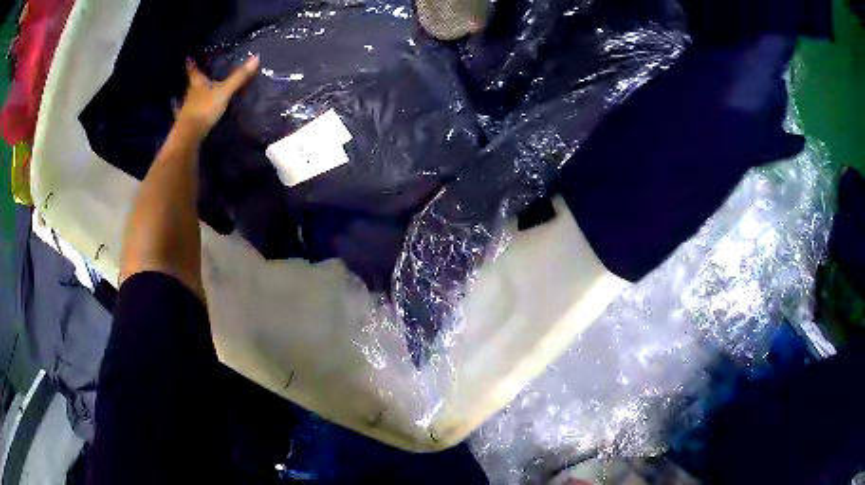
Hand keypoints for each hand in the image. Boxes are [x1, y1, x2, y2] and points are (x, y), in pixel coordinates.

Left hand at [176, 56, 259, 138]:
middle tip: (194, 74)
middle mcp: (190, 95)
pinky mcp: (188, 123)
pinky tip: (186, 114)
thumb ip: (239, 77)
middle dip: (193, 80)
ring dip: (191, 96)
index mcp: (198, 84)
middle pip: (192, 85)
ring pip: (189, 99)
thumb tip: (256, 57)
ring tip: (191, 93)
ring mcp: (187, 109)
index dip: (192, 64)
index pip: (194, 71)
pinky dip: (188, 113)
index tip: (188, 58)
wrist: (190, 133)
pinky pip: (188, 114)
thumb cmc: (205, 108)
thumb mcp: (225, 91)